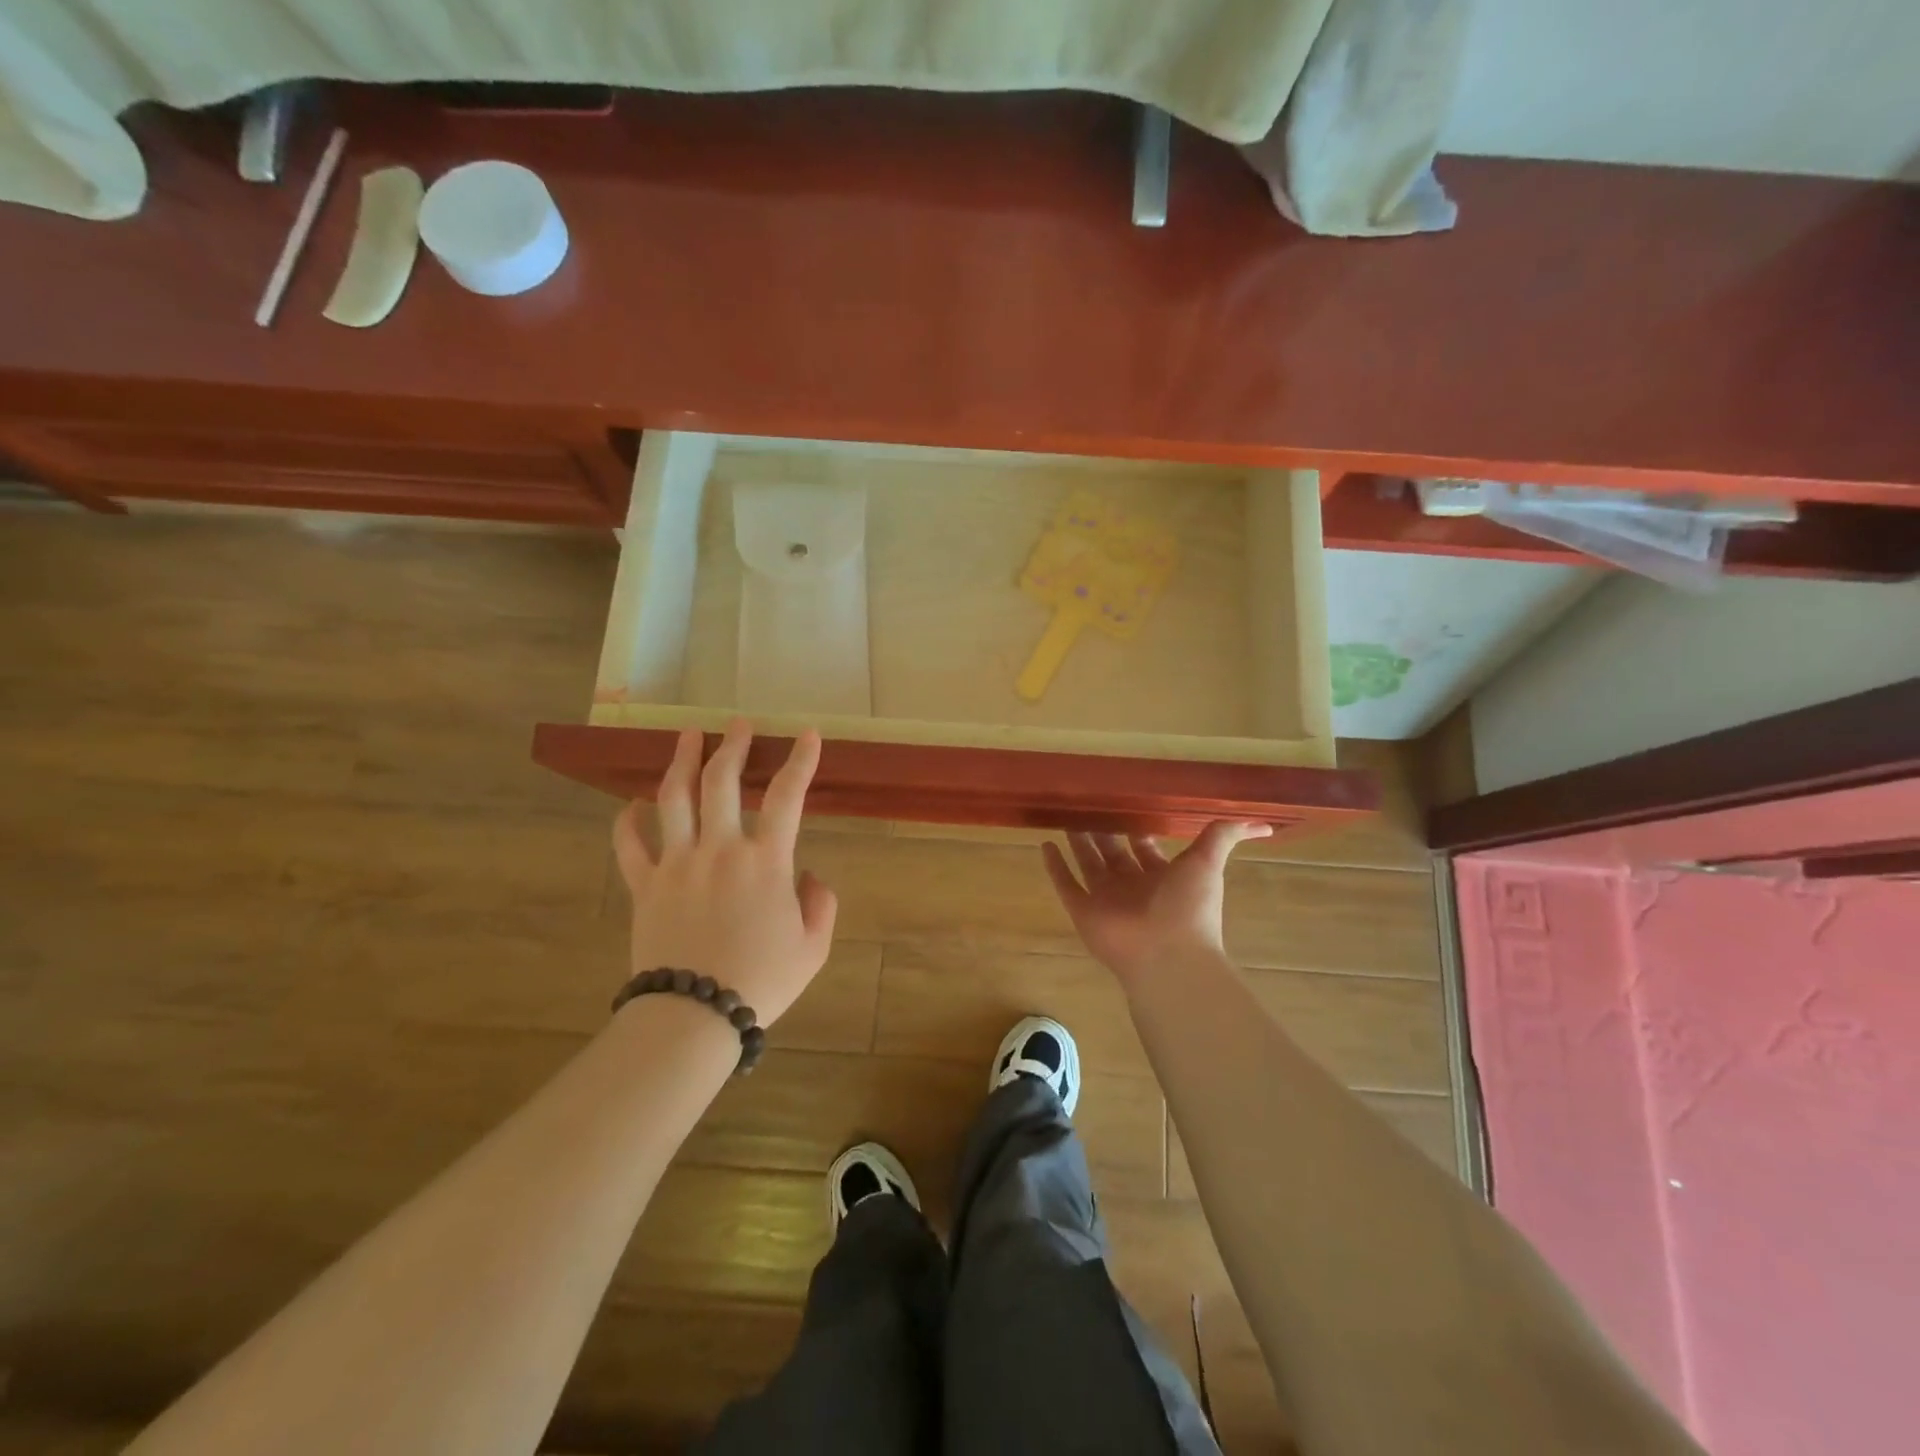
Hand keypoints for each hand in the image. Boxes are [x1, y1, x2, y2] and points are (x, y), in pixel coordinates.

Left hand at [612, 720, 837, 1024]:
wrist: (695, 1015)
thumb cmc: (761, 981)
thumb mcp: (813, 947)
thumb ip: (821, 903)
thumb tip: (807, 876)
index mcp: (766, 861)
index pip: (788, 796)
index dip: (801, 761)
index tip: (809, 734)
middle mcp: (720, 849)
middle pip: (722, 782)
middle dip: (732, 746)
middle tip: (737, 724)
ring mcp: (676, 863)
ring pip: (673, 798)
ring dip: (681, 761)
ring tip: (687, 736)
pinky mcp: (644, 886)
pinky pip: (628, 845)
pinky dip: (627, 821)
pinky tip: (631, 804)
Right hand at [1043, 824, 1270, 986]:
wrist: (1167, 955)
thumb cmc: (1189, 907)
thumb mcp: (1208, 862)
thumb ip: (1226, 835)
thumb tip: (1264, 820)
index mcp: (1160, 876)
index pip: (1145, 846)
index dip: (1136, 826)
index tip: (1123, 800)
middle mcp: (1132, 886)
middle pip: (1113, 853)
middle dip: (1103, 831)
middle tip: (1087, 803)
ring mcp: (1105, 899)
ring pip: (1087, 865)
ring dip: (1077, 843)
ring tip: (1065, 816)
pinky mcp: (1083, 911)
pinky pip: (1066, 885)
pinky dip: (1055, 867)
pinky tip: (1044, 844)